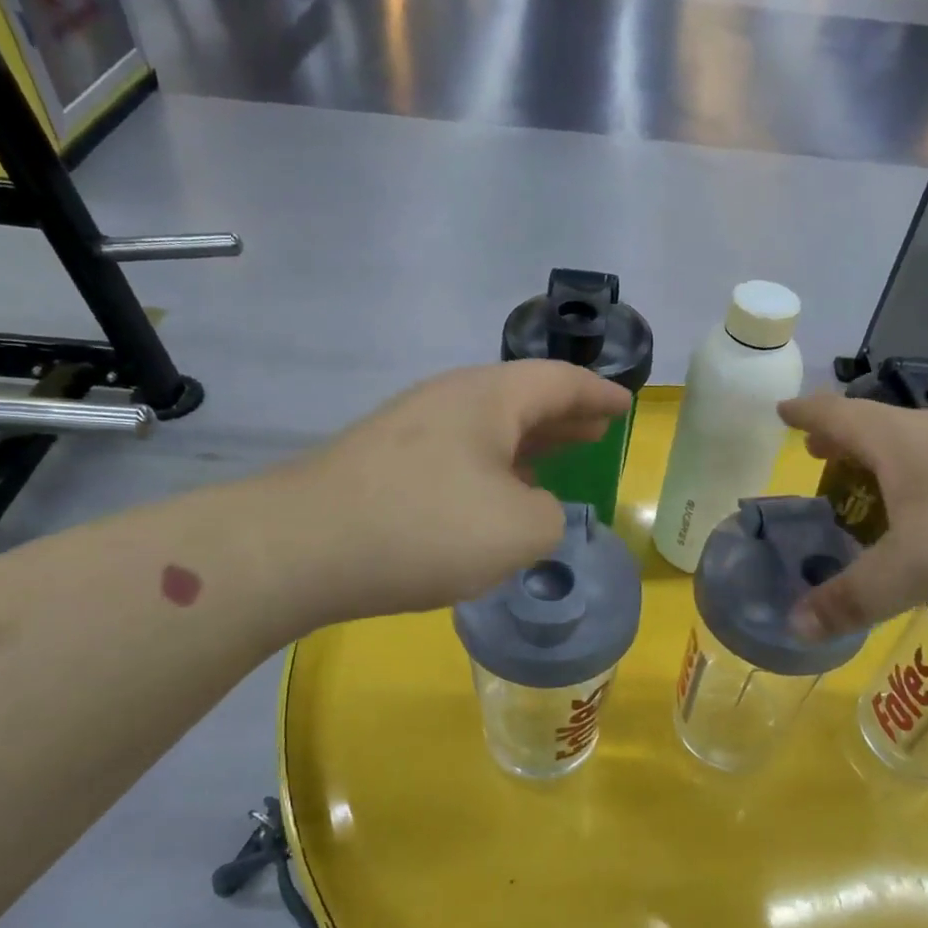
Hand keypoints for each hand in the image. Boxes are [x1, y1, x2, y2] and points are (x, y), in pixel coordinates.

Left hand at [296, 362, 631, 624]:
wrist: (303, 546)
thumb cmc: (428, 527)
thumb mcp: (520, 530)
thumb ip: (551, 517)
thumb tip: (534, 510)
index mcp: (490, 397)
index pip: (559, 381)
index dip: (599, 394)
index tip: (625, 405)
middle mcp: (450, 399)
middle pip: (521, 398)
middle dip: (564, 415)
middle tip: (596, 428)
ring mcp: (410, 428)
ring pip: (486, 427)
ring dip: (527, 442)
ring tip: (555, 459)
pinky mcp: (383, 462)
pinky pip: (457, 453)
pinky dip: (491, 467)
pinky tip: (494, 495)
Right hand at [779, 393, 927, 637]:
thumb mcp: (916, 569)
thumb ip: (853, 598)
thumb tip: (793, 626)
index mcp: (899, 440)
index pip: (836, 414)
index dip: (804, 413)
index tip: (781, 411)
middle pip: (875, 425)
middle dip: (841, 440)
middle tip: (819, 457)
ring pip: (918, 442)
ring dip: (885, 458)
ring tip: (874, 486)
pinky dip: (927, 475)